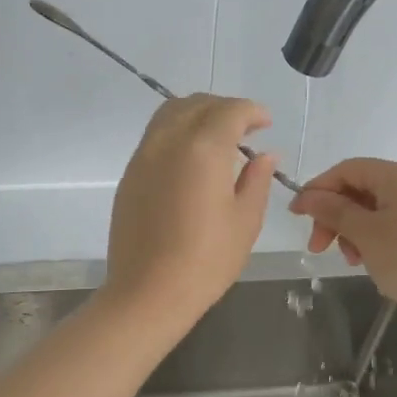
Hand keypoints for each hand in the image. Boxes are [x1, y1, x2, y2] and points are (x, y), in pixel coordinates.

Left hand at [101, 95, 276, 328]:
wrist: (147, 293)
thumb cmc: (206, 260)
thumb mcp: (245, 220)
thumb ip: (257, 180)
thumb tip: (264, 155)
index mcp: (203, 148)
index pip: (230, 111)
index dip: (252, 112)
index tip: (266, 123)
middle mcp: (169, 141)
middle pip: (198, 104)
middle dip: (225, 108)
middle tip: (246, 130)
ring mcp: (144, 155)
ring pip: (170, 113)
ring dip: (198, 114)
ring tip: (218, 138)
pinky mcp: (130, 173)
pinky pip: (156, 135)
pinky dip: (178, 131)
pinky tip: (192, 159)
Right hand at [288, 158, 396, 316]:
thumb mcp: (366, 234)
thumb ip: (333, 211)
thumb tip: (307, 196)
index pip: (347, 170)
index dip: (318, 189)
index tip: (296, 216)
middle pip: (359, 189)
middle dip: (334, 216)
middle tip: (318, 247)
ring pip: (373, 210)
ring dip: (352, 231)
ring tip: (350, 260)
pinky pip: (391, 224)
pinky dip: (372, 239)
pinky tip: (369, 262)